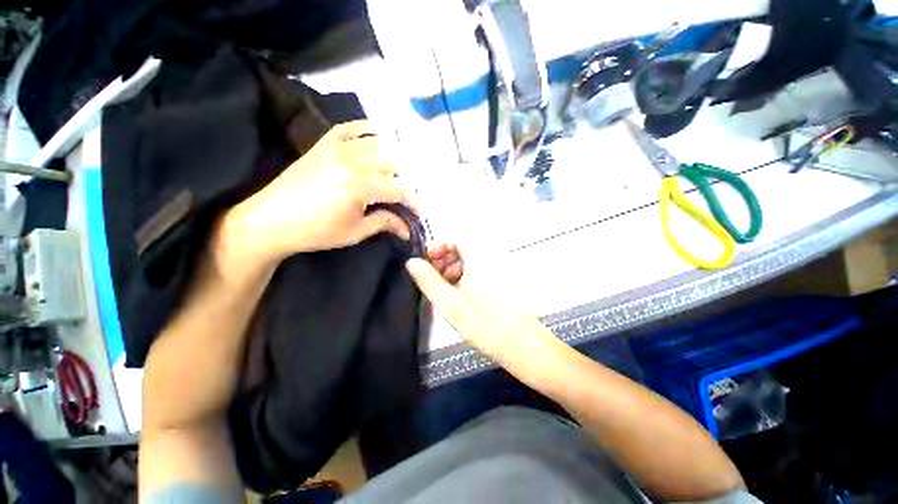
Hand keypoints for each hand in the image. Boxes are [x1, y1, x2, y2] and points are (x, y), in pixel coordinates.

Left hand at [226, 121, 413, 265]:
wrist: (271, 221)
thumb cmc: (316, 232)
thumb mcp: (355, 232)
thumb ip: (385, 223)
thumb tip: (407, 229)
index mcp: (360, 186)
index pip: (398, 190)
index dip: (413, 202)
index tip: (418, 213)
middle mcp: (352, 160)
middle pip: (392, 164)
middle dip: (403, 182)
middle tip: (405, 197)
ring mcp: (337, 148)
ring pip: (377, 143)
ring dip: (392, 158)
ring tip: (396, 173)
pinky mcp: (324, 144)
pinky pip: (350, 128)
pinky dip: (367, 129)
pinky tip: (378, 134)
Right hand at [407, 246, 553, 363]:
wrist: (522, 345)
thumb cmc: (483, 322)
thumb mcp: (448, 302)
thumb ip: (427, 280)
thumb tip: (411, 262)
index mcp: (480, 256)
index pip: (456, 237)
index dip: (439, 246)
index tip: (427, 262)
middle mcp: (493, 255)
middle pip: (465, 246)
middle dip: (446, 258)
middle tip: (435, 277)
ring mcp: (502, 267)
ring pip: (473, 258)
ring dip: (456, 267)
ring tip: (447, 287)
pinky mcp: (506, 278)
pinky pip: (483, 267)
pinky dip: (469, 274)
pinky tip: (462, 293)